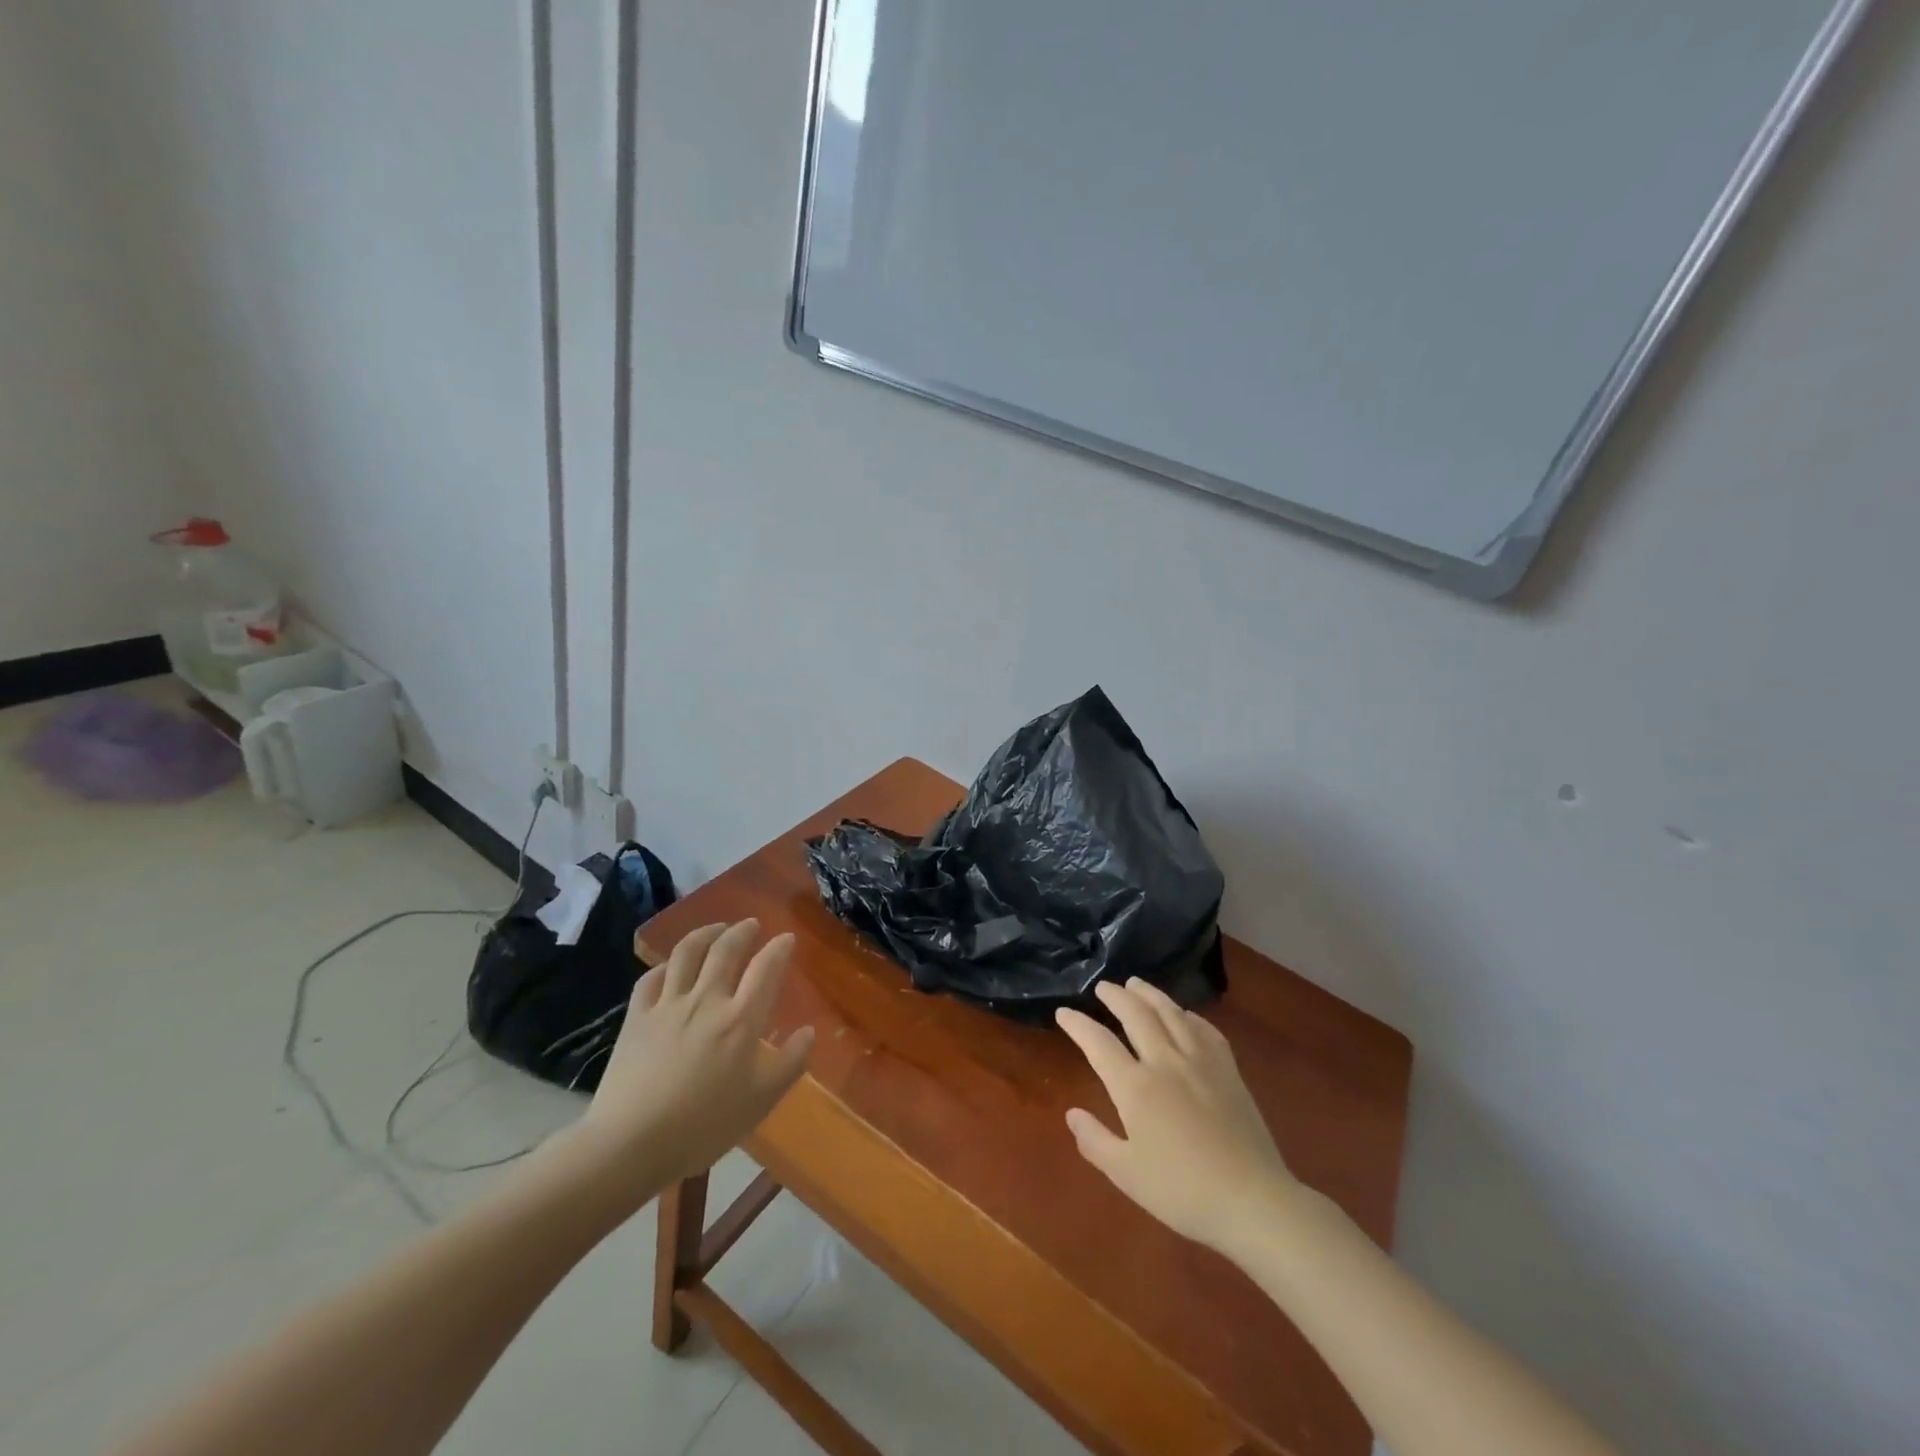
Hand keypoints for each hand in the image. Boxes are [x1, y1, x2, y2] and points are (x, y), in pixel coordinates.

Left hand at [571, 920, 813, 1206]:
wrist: (630, 1143)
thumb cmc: (704, 1125)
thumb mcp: (761, 1100)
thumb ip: (790, 1063)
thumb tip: (808, 1031)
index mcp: (741, 1019)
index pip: (766, 968)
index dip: (779, 948)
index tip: (787, 938)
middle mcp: (707, 1000)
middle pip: (726, 950)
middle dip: (742, 931)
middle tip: (751, 925)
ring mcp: (668, 1005)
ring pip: (687, 953)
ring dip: (705, 933)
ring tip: (716, 929)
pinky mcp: (637, 1017)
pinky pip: (651, 978)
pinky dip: (666, 965)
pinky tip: (671, 966)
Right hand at [1056, 979, 1299, 1255]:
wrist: (1252, 1200)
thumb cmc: (1182, 1192)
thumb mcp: (1127, 1174)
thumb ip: (1095, 1141)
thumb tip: (1071, 1113)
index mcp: (1135, 1087)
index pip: (1098, 1043)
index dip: (1078, 1024)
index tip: (1064, 1012)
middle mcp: (1165, 1062)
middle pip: (1136, 1015)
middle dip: (1116, 996)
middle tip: (1103, 987)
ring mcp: (1200, 1062)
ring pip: (1171, 1013)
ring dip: (1150, 994)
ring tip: (1136, 984)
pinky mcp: (1228, 1070)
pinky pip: (1205, 1029)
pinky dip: (1188, 1015)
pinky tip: (1184, 1014)